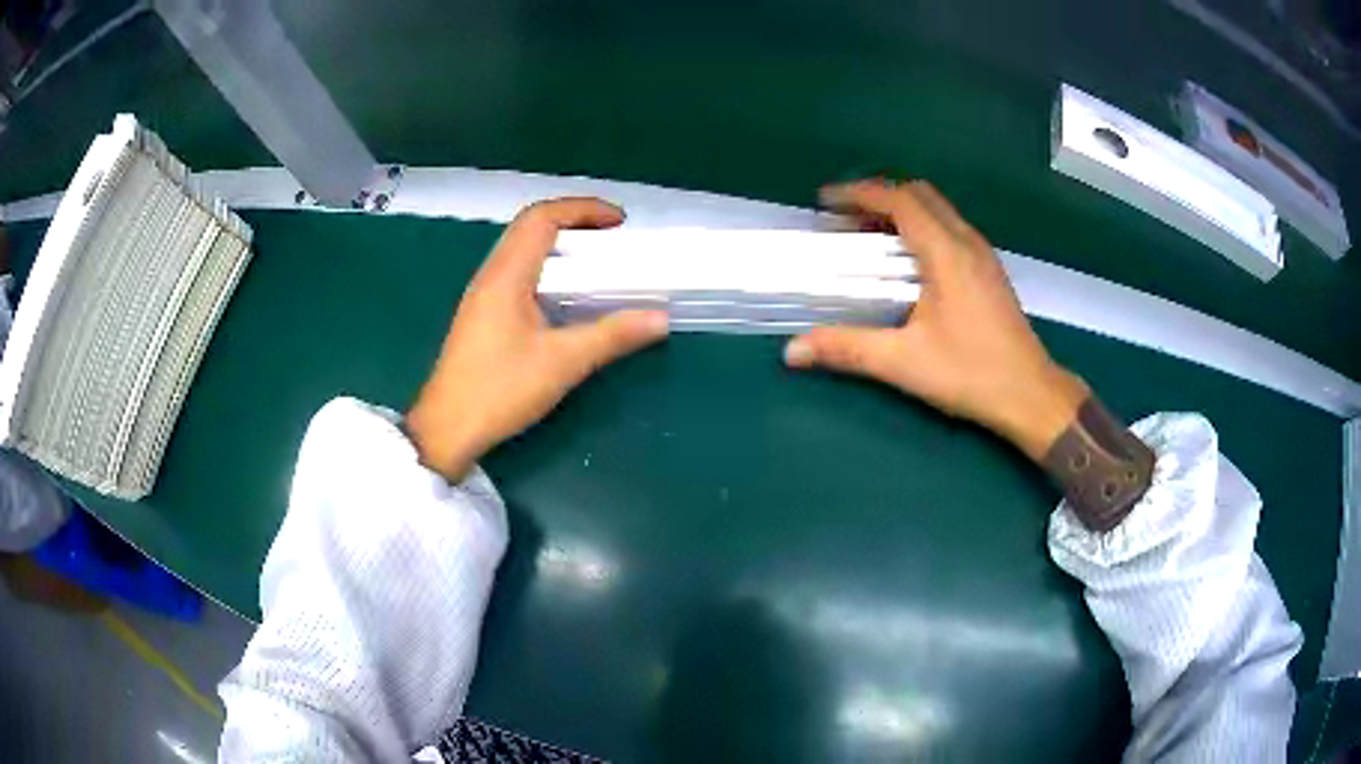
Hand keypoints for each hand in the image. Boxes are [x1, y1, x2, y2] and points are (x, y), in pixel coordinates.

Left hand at [405, 198, 668, 480]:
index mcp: (506, 275)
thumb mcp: (562, 363)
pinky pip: (518, 274)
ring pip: (523, 251)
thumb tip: (660, 318)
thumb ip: (612, 336)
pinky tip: (567, 298)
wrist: (447, 428)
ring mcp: (483, 296)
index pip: (542, 218)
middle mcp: (491, 275)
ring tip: (597, 264)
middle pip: (531, 227)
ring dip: (560, 246)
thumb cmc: (500, 390)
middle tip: (614, 241)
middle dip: (575, 223)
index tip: (620, 222)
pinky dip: (547, 270)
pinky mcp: (483, 316)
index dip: (583, 209)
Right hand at [783, 180, 1087, 460]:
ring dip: (901, 212)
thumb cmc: (971, 374)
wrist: (1031, 395)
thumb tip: (792, 351)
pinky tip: (907, 263)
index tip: (825, 203)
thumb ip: (847, 349)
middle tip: (844, 220)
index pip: (898, 200)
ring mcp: (983, 254)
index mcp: (946, 252)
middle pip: (919, 195)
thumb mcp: (904, 363)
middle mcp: (967, 241)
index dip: (858, 193)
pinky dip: (921, 228)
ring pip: (938, 210)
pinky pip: (950, 229)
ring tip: (868, 238)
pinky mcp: (990, 271)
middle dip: (877, 198)